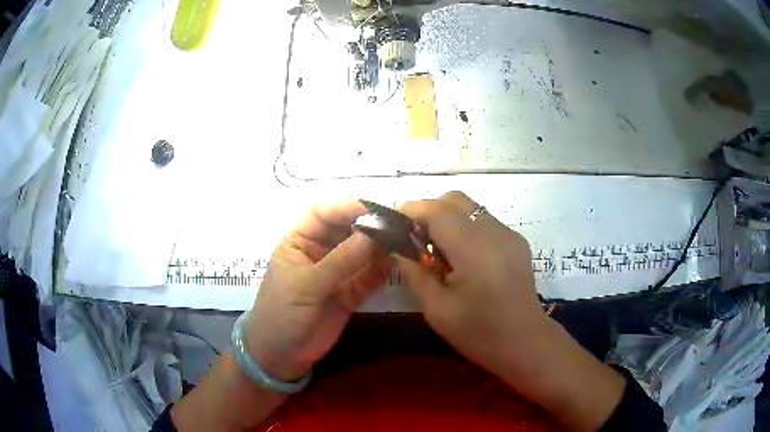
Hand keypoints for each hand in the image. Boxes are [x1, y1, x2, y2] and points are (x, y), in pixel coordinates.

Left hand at [245, 201, 391, 381]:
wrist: (282, 355)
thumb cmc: (281, 313)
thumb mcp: (306, 286)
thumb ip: (340, 262)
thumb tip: (373, 235)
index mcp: (299, 240)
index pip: (321, 212)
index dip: (345, 207)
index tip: (371, 211)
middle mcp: (320, 251)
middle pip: (346, 229)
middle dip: (368, 226)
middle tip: (394, 226)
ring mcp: (337, 272)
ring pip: (361, 252)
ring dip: (379, 247)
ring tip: (401, 243)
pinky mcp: (350, 293)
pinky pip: (369, 276)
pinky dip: (382, 270)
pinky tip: (395, 265)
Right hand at [396, 191, 625, 429]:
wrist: (525, 343)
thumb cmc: (479, 333)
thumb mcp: (437, 309)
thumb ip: (415, 273)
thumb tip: (397, 247)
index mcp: (475, 250)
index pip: (438, 211)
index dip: (411, 210)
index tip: (393, 222)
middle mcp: (495, 232)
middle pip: (455, 199)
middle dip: (429, 210)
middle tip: (415, 238)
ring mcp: (509, 235)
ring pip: (471, 208)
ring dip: (448, 218)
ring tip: (438, 250)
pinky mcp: (516, 241)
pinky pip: (484, 221)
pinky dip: (465, 227)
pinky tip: (462, 257)